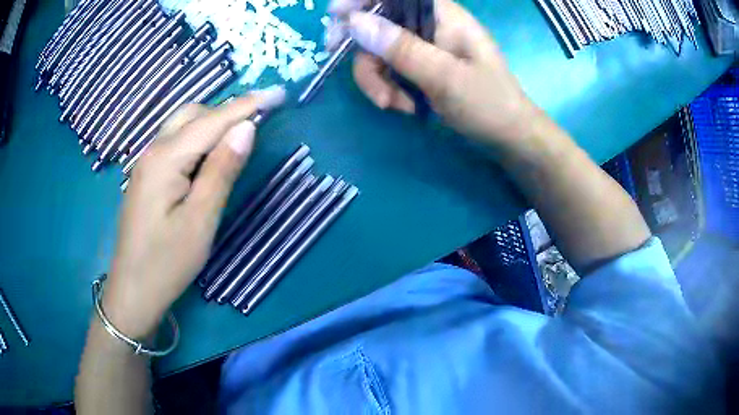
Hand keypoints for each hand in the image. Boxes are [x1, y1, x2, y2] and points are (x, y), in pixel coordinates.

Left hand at [103, 87, 285, 337]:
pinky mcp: (146, 177)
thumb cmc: (167, 263)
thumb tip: (245, 127)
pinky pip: (174, 143)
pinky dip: (196, 138)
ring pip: (181, 127)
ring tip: (237, 134)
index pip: (212, 120)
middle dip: (227, 111)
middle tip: (259, 119)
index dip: (247, 105)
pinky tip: (207, 154)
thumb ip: (222, 170)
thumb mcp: (200, 220)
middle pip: (193, 114)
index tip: (279, 92)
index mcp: (166, 159)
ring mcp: (146, 164)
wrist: (132, 291)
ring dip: (211, 123)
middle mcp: (153, 151)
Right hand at [326, 0, 541, 146]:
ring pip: (379, 50)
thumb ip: (402, 48)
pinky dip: (388, 88)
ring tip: (393, 104)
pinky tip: (404, 107)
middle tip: (349, 67)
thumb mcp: (446, 77)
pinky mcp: (420, 66)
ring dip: (377, 79)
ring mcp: (424, 46)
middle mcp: (430, 24)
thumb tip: (355, 22)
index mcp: (443, 15)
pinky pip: (389, 69)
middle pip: (379, 23)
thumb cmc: (488, 103)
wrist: (507, 136)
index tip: (336, 16)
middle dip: (365, 52)